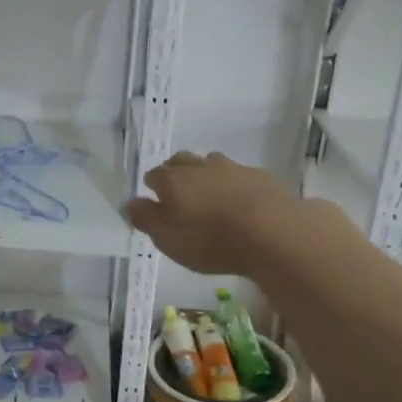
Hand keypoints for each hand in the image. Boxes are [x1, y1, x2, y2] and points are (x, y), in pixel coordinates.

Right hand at [122, 151, 328, 275]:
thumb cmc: (211, 240)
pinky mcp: (262, 177)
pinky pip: (241, 176)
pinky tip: (243, 204)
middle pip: (181, 162)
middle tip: (180, 196)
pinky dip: (236, 186)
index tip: (155, 204)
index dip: (152, 188)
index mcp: (173, 179)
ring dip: (208, 176)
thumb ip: (145, 218)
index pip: (153, 175)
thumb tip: (128, 202)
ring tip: (212, 198)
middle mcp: (200, 166)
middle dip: (177, 174)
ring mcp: (233, 168)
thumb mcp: (167, 238)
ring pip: (212, 164)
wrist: (274, 232)